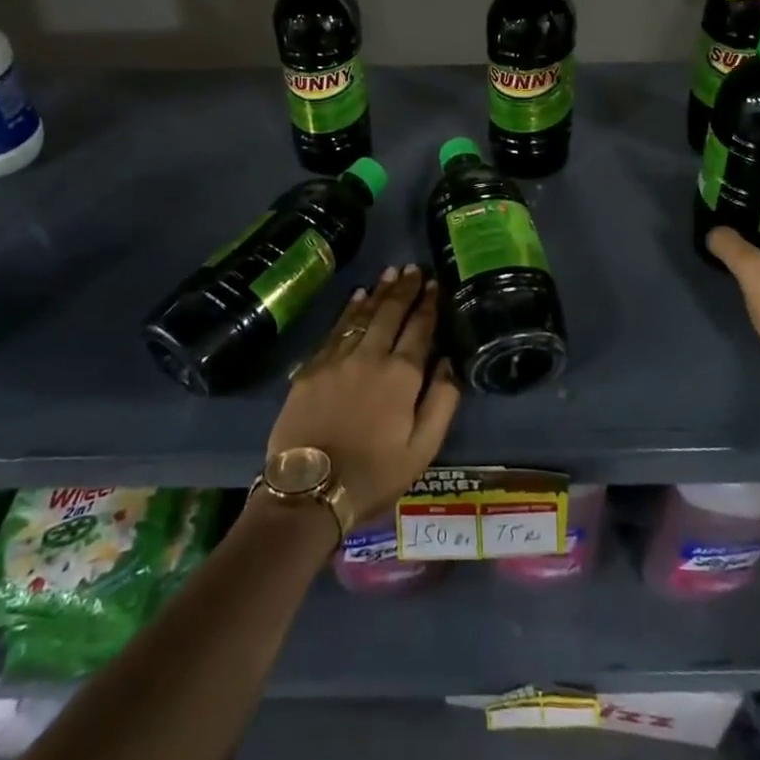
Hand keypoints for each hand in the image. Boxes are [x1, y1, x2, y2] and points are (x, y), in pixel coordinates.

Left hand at [267, 264, 460, 523]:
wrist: (310, 490)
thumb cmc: (374, 474)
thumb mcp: (423, 449)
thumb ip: (442, 401)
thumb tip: (449, 362)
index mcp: (402, 375)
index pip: (420, 328)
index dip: (428, 304)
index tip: (434, 284)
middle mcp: (371, 356)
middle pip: (391, 313)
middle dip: (404, 288)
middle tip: (413, 268)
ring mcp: (338, 358)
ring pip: (363, 314)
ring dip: (378, 292)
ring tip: (390, 273)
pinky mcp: (312, 367)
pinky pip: (335, 328)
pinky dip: (349, 309)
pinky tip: (357, 297)